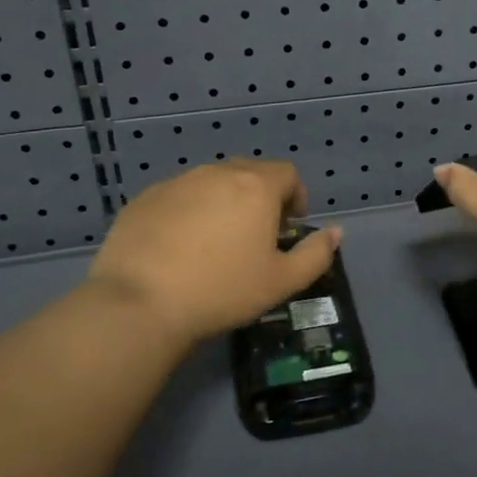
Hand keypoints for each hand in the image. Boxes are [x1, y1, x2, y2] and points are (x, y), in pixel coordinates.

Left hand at [85, 160, 340, 347]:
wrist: (140, 303)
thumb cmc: (222, 291)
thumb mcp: (282, 281)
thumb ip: (316, 254)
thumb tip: (336, 232)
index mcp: (256, 187)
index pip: (287, 174)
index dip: (296, 197)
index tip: (289, 227)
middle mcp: (217, 173)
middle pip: (249, 173)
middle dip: (261, 197)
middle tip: (257, 236)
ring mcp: (177, 183)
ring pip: (212, 183)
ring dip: (224, 202)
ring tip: (217, 242)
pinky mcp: (145, 198)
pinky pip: (179, 197)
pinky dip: (189, 213)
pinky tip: (180, 248)